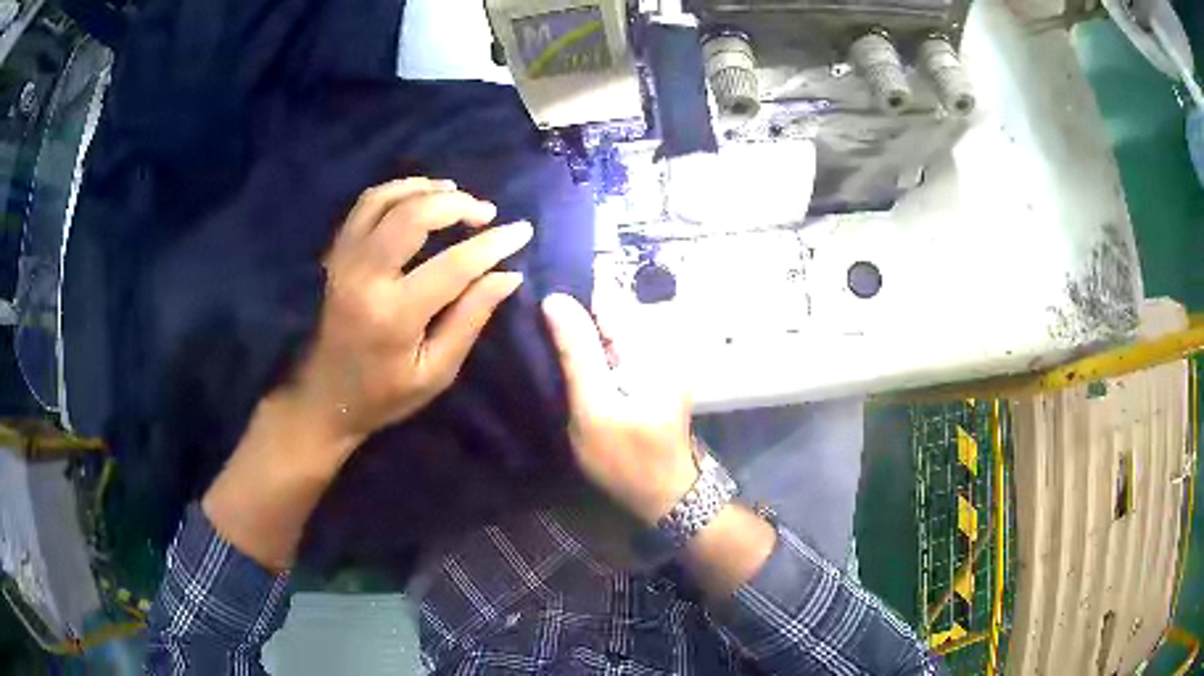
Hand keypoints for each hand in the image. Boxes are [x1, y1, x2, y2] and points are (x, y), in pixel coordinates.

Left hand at [203, 177, 530, 569]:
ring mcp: (344, 261)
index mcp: (394, 315)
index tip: (522, 231)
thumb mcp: (436, 371)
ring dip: (424, 189)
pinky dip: (396, 191)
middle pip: (413, 216)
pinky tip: (418, 197)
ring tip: (455, 195)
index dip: (493, 244)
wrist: (326, 397)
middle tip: (486, 212)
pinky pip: (364, 206)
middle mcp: (364, 277)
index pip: (454, 265)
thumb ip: (470, 319)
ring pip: (384, 200)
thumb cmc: (385, 395)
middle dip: (457, 205)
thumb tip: (508, 275)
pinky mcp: (337, 255)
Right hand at [541, 293, 697, 525]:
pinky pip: (613, 351)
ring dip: (579, 338)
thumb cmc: (628, 458)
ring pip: (606, 332)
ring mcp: (656, 358)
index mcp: (648, 344)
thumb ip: (577, 353)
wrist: (666, 494)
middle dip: (572, 319)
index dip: (568, 298)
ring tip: (545, 346)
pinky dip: (591, 355)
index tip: (534, 304)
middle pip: (605, 312)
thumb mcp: (594, 408)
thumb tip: (555, 299)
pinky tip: (571, 368)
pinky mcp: (649, 374)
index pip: (603, 297)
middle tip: (534, 332)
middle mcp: (657, 341)